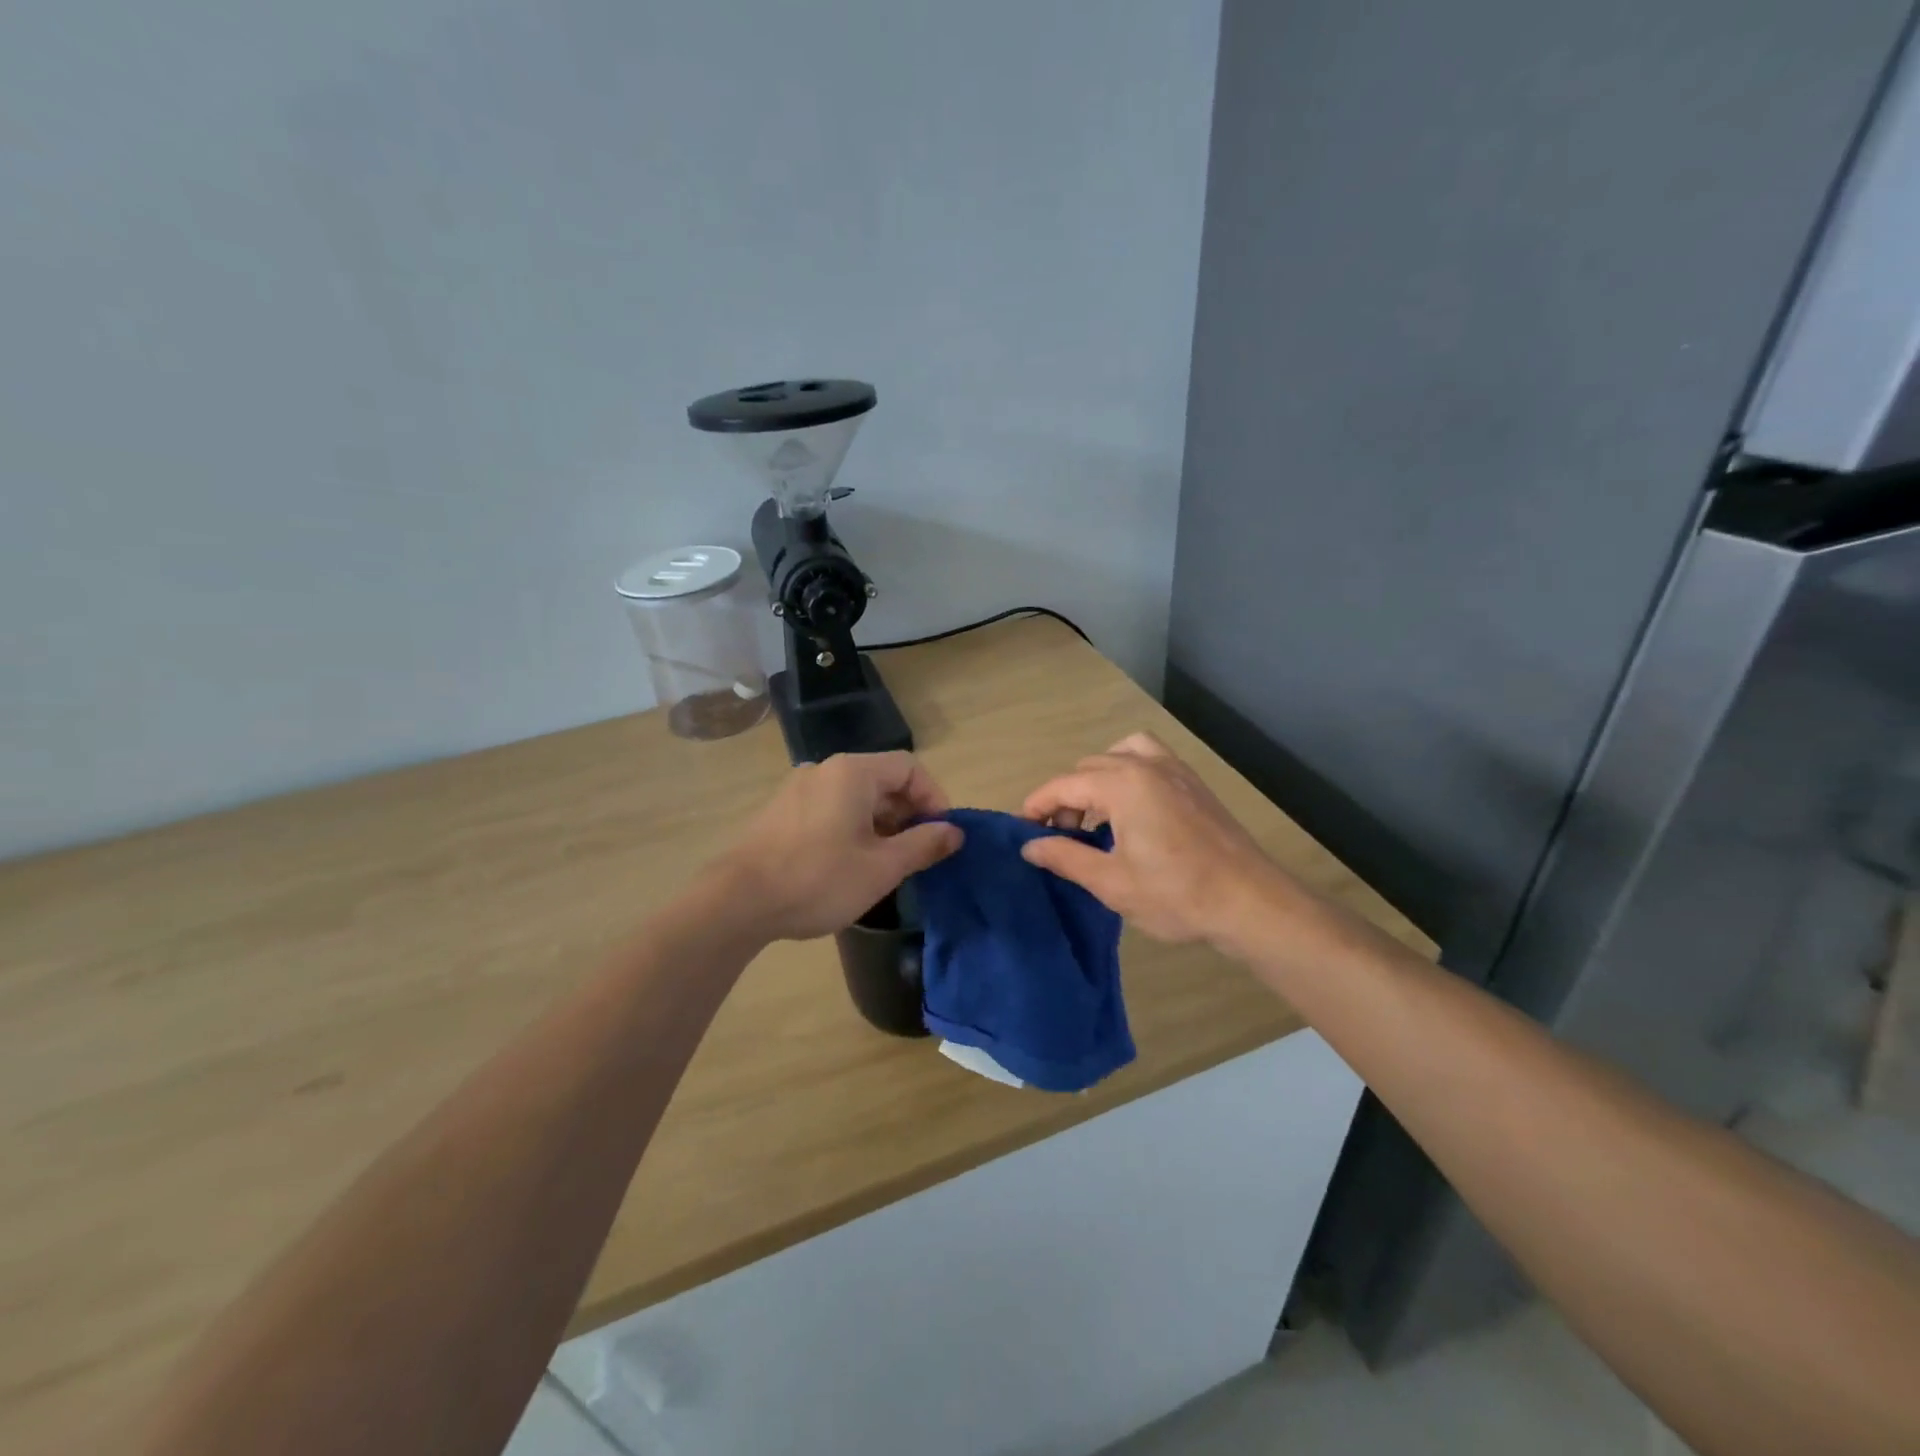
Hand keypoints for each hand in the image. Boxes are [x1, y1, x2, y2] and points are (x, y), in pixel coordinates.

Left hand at [715, 752, 962, 941]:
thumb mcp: (882, 867)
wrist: (738, 901)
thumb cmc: (818, 879)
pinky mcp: (781, 811)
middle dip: (907, 812)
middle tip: (916, 852)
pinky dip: (851, 826)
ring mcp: (798, 788)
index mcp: (853, 773)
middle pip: (882, 779)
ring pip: (855, 796)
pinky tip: (848, 863)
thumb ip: (924, 845)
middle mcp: (825, 770)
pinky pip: (830, 807)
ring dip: (880, 822)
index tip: (940, 834)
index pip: (909, 767)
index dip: (933, 797)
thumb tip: (955, 832)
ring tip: (884, 862)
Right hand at [1020, 732, 1300, 946]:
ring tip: (1096, 818)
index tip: (1023, 831)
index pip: (1063, 785)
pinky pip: (1149, 759)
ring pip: (1119, 755)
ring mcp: (1174, 770)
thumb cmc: (1176, 894)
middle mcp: (1145, 765)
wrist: (1250, 902)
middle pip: (1088, 768)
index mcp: (1122, 784)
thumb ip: (1065, 856)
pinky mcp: (1193, 783)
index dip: (1037, 806)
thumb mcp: (1111, 882)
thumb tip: (1029, 846)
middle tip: (1062, 838)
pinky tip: (1131, 810)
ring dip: (1097, 780)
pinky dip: (1128, 772)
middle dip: (1066, 798)